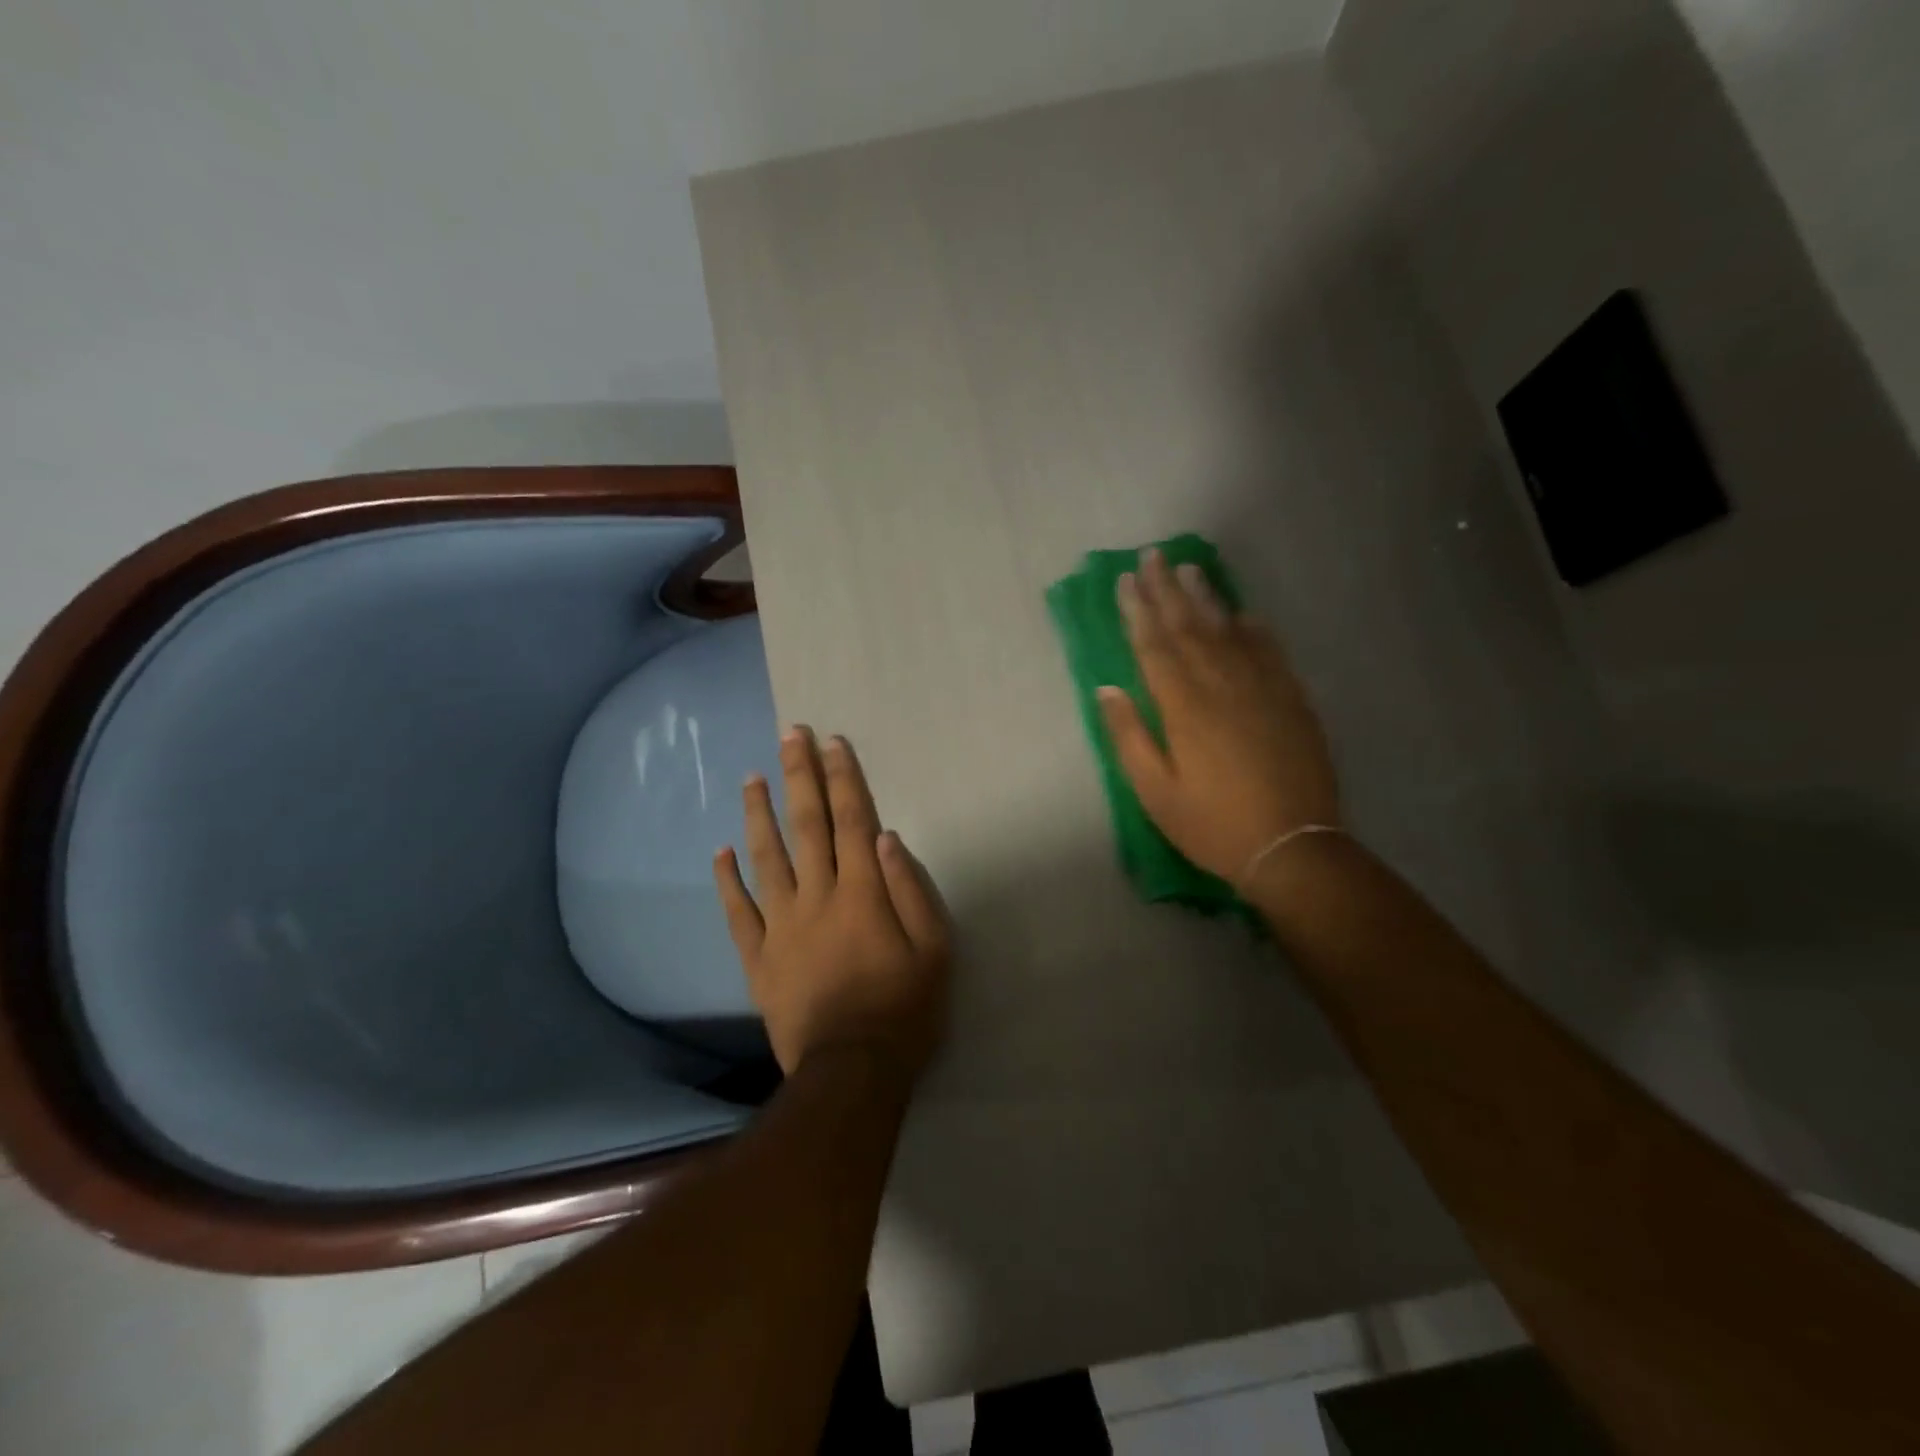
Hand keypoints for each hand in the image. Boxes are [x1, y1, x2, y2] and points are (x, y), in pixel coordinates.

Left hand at [714, 728, 951, 1079]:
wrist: (852, 1072)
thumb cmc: (904, 1010)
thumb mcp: (934, 950)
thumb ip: (911, 890)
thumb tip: (886, 837)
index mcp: (863, 892)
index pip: (851, 821)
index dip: (842, 779)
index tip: (832, 743)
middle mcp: (818, 896)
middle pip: (807, 826)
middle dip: (800, 776)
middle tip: (790, 735)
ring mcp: (782, 925)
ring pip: (767, 858)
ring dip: (759, 814)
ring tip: (753, 777)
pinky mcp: (759, 957)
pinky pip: (738, 912)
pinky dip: (728, 880)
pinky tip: (721, 851)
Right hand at [1097, 548, 1340, 884]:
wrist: (1293, 847)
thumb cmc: (1212, 824)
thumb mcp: (1156, 792)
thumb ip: (1130, 736)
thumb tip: (1107, 688)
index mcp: (1184, 707)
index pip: (1154, 646)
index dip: (1138, 610)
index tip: (1125, 579)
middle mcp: (1222, 685)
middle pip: (1190, 627)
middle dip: (1168, 589)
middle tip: (1154, 555)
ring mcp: (1262, 689)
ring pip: (1229, 631)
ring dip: (1207, 597)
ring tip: (1191, 568)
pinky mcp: (1292, 700)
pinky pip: (1270, 652)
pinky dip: (1255, 628)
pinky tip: (1244, 613)